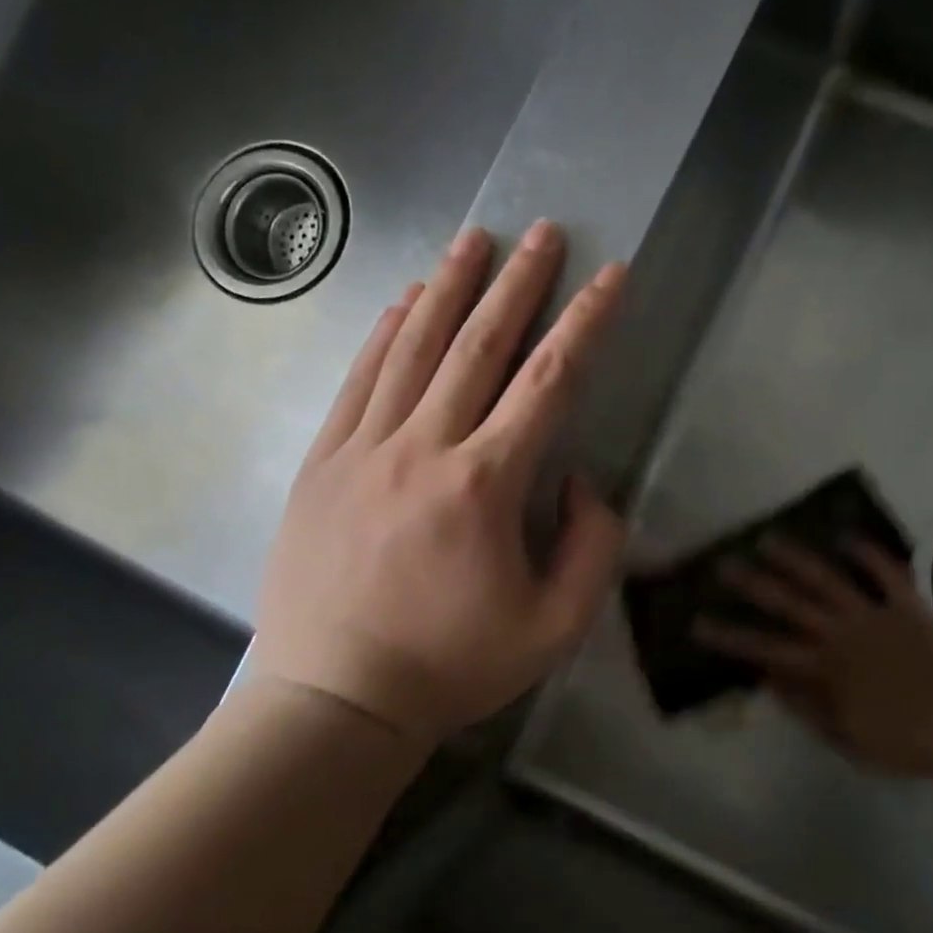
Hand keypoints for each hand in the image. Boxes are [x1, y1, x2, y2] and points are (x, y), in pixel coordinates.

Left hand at [249, 221, 627, 746]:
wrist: (336, 700)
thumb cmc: (454, 666)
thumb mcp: (557, 627)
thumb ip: (592, 546)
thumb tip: (576, 479)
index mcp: (486, 485)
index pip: (548, 382)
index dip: (586, 323)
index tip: (609, 276)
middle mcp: (424, 448)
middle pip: (479, 346)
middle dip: (518, 283)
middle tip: (543, 232)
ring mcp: (364, 449)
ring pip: (414, 348)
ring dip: (451, 288)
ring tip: (475, 239)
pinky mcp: (323, 462)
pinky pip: (359, 380)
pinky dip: (386, 333)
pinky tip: (406, 299)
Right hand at [694, 538, 932, 782]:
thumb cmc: (900, 743)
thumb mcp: (844, 737)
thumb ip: (805, 706)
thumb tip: (768, 677)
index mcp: (825, 669)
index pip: (765, 649)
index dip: (730, 637)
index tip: (699, 623)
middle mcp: (842, 633)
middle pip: (789, 604)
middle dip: (753, 584)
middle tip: (725, 564)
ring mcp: (875, 615)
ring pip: (827, 580)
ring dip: (796, 558)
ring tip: (770, 538)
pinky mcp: (908, 607)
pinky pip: (886, 573)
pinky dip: (867, 553)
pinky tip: (846, 536)